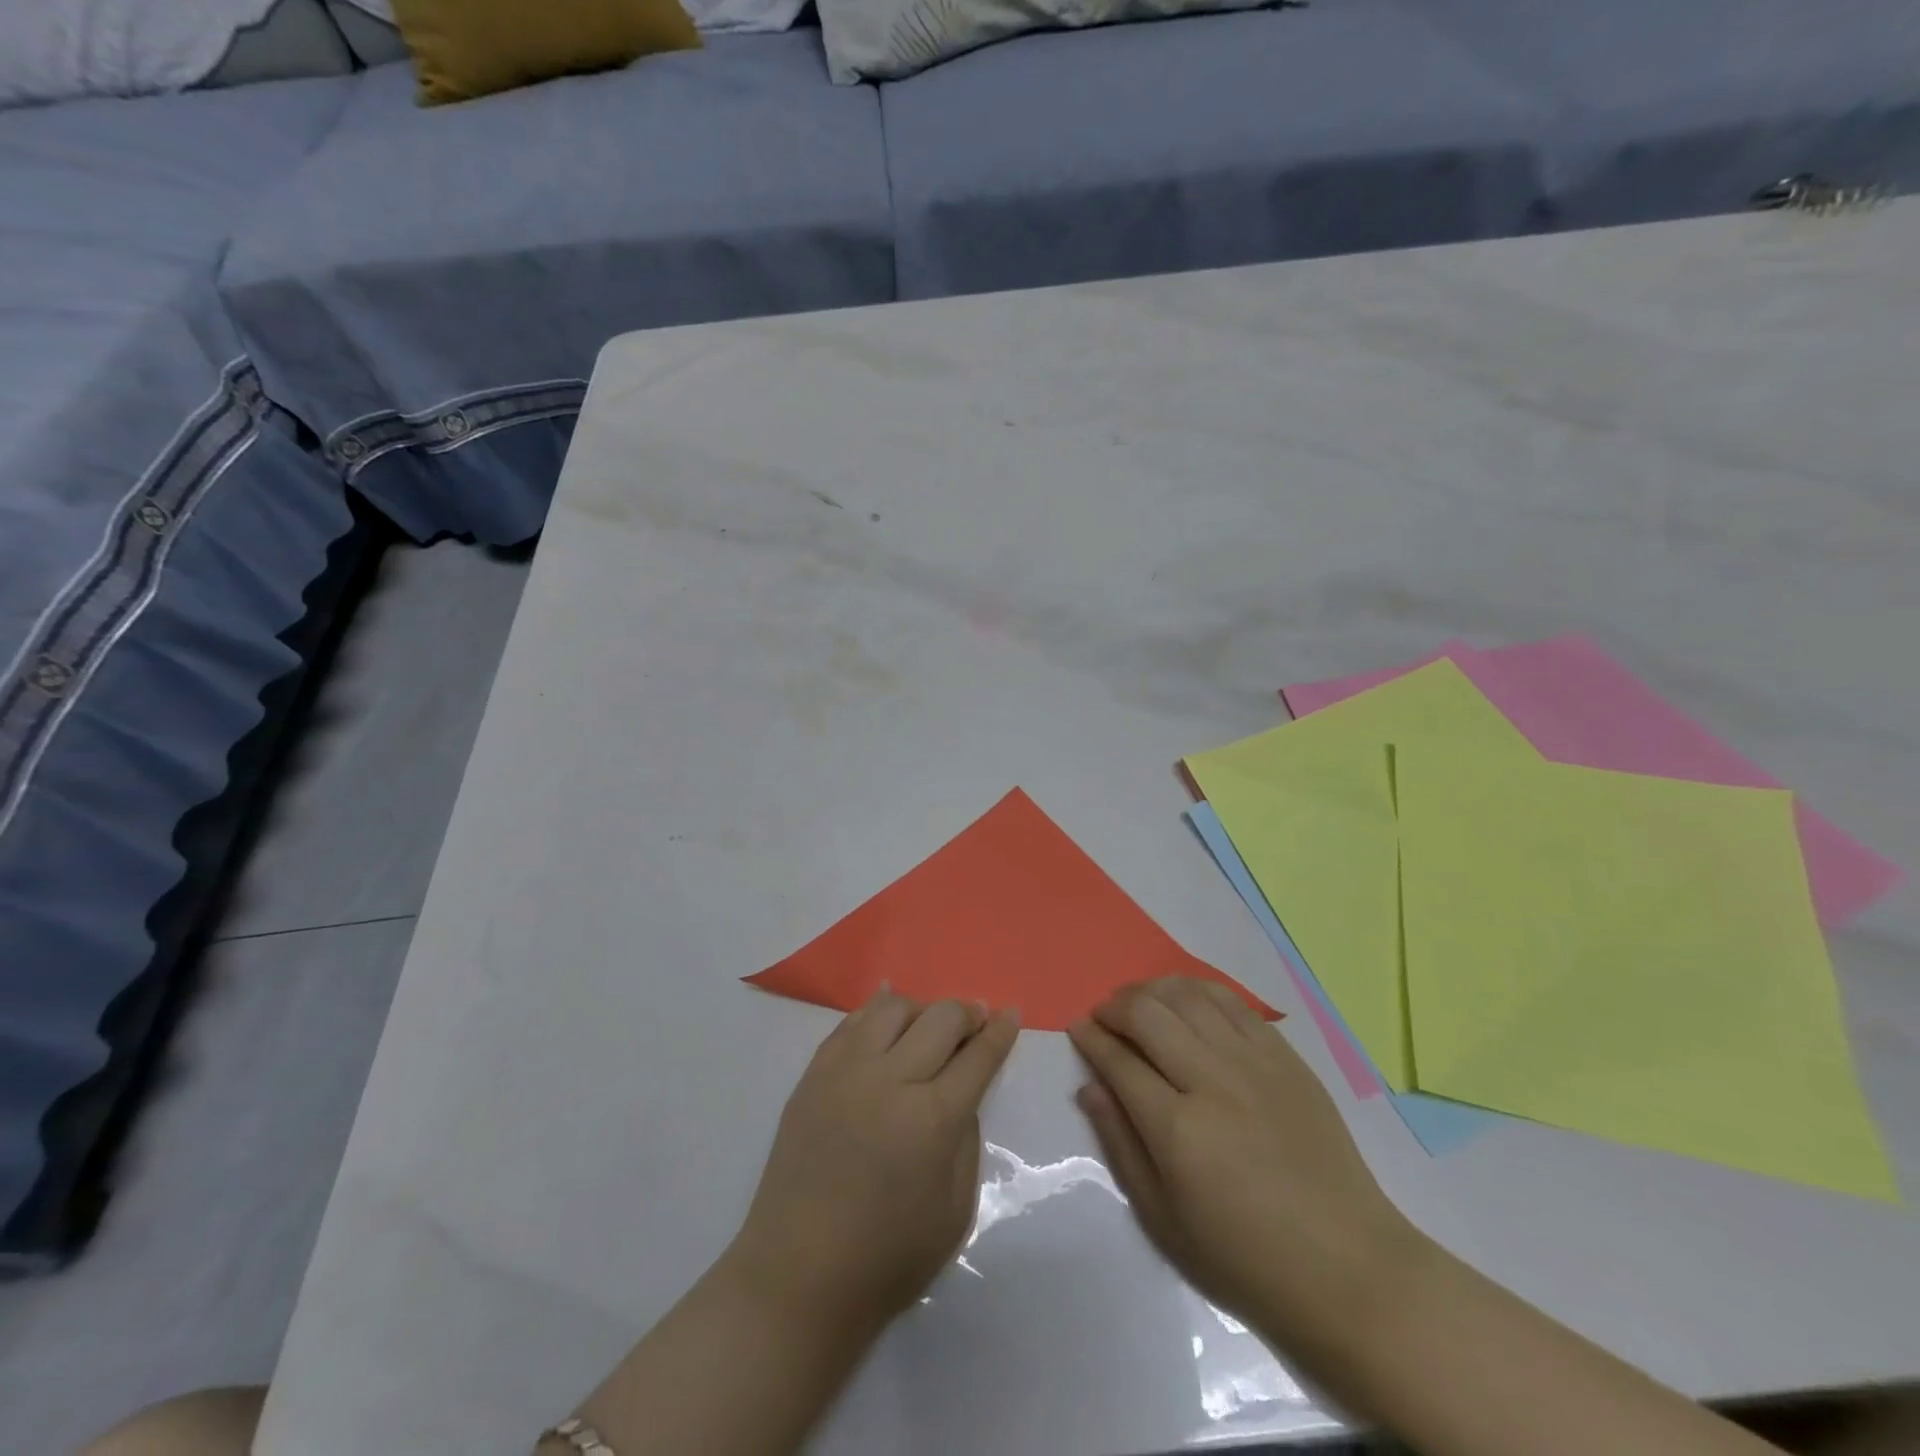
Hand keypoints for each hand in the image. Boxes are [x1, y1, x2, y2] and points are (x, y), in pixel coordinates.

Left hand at [729, 990, 1020, 1333]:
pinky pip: (851, 1022)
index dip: (1001, 1031)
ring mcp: (846, 1072)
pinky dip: (876, 1012)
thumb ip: (966, 1138)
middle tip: (976, 1021)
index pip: (978, 1056)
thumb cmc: (887, 1257)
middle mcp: (890, 1080)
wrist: (798, 1276)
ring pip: (893, 1007)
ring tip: (927, 1029)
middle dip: (968, 1014)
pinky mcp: (813, 1074)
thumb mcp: (955, 1209)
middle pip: (940, 1018)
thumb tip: (961, 1091)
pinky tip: (887, 1013)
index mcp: (932, 1119)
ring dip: (921, 1010)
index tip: (1012, 1013)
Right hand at [1070, 977, 1421, 1353]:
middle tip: (1104, 1018)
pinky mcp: (1285, 1057)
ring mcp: (1254, 1063)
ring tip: (1139, 1003)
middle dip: (1114, 1007)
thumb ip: (1120, 1144)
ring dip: (1151, 990)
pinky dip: (1197, 990)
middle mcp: (1213, 1082)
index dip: (1090, 1038)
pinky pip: (1232, 1002)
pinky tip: (1184, 1000)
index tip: (1077, 1029)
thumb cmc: (1245, 1257)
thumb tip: (1088, 1087)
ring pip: (1187, 996)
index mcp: (1178, 1131)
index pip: (1118, 1061)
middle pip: (1147, 1014)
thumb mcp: (1164, 1219)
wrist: (1348, 1267)